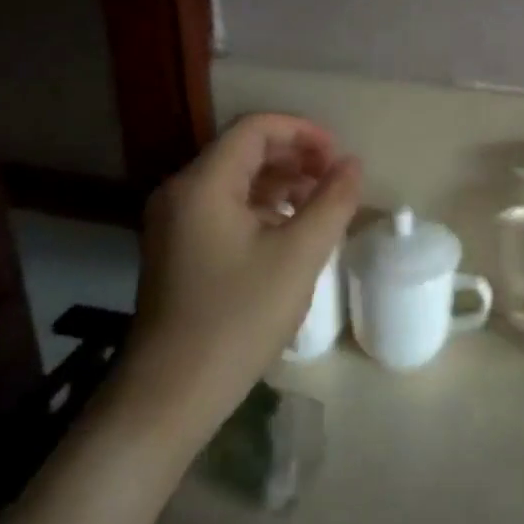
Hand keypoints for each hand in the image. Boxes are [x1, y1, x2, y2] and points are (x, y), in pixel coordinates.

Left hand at [116, 114, 361, 441]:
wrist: (170, 394)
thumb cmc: (238, 318)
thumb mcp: (298, 256)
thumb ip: (332, 202)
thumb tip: (352, 164)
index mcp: (203, 184)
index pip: (255, 129)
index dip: (303, 132)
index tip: (339, 155)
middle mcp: (181, 192)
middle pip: (243, 150)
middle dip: (294, 156)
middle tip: (335, 178)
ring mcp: (174, 222)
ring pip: (235, 180)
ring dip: (280, 182)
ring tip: (320, 203)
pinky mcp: (178, 248)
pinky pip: (223, 207)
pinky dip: (261, 206)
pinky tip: (289, 230)